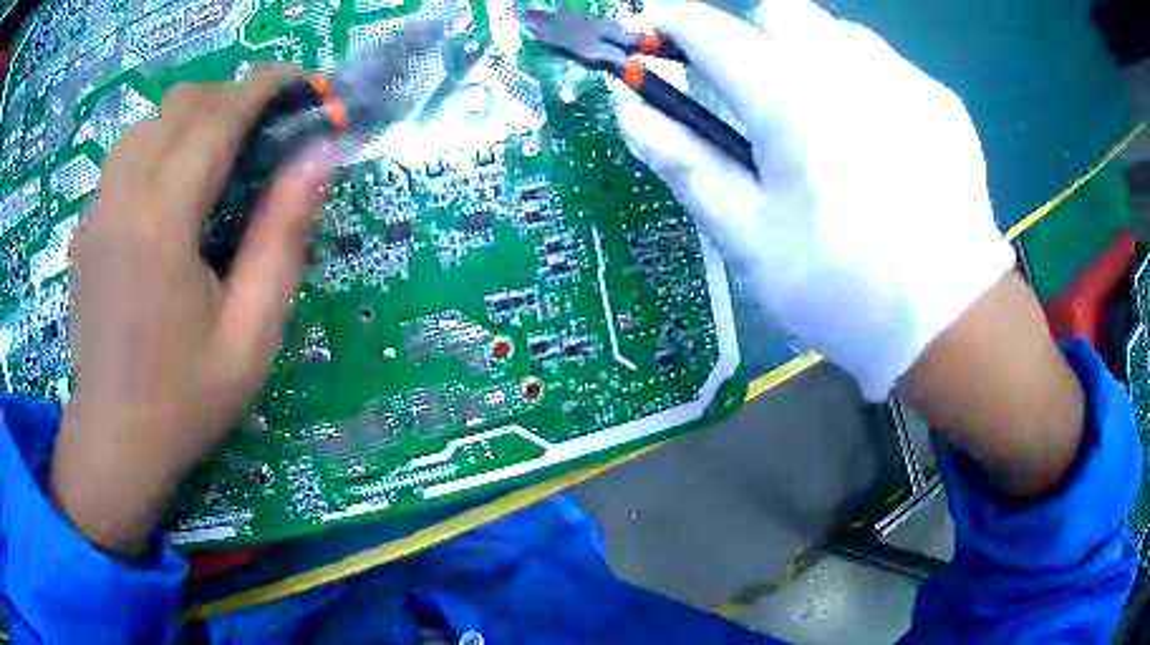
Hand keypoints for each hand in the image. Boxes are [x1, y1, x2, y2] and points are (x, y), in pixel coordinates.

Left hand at [51, 71, 337, 556]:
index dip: (266, 86)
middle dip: (232, 97)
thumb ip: (283, 238)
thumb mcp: (252, 334)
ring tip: (220, 153)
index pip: (219, 116)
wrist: (114, 441)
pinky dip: (159, 143)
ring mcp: (96, 208)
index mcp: (162, 221)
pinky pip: (125, 152)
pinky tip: (172, 187)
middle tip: (266, 129)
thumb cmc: (185, 399)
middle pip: (182, 102)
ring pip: (150, 119)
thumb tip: (321, 157)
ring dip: (193, 117)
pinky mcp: (85, 224)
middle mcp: (122, 195)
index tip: (302, 83)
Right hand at [617, 0, 1014, 399]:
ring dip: (816, 57)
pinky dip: (869, 84)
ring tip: (830, 121)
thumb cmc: (844, 292)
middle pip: (783, 12)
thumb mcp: (753, 241)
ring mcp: (904, 80)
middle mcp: (849, 71)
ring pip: (839, 33)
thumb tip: (631, 115)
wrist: (950, 320)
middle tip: (762, 95)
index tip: (659, 32)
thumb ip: (689, 167)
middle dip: (758, 38)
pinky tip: (885, 143)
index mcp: (791, 104)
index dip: (675, 24)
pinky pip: (888, 66)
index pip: (714, 33)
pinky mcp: (941, 102)